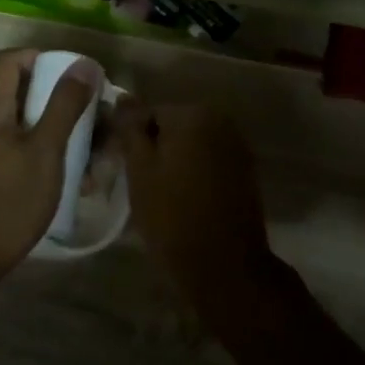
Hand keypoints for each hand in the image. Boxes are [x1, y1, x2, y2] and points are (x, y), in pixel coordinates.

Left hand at [0, 48, 101, 287]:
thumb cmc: (8, 202)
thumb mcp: (45, 151)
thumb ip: (64, 106)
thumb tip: (84, 64)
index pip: (9, 60)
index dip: (41, 57)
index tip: (74, 75)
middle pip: (18, 94)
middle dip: (59, 103)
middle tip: (92, 122)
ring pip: (20, 127)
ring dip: (54, 135)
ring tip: (88, 160)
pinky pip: (12, 152)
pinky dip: (39, 156)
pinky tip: (64, 182)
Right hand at [114, 101, 277, 316]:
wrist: (224, 266)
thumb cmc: (172, 215)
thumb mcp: (139, 169)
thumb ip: (130, 129)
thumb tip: (122, 98)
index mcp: (193, 114)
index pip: (147, 113)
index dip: (130, 138)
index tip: (120, 164)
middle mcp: (220, 120)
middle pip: (171, 126)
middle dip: (153, 147)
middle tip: (136, 180)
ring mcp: (236, 146)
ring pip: (190, 145)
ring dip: (173, 160)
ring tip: (156, 192)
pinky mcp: (244, 172)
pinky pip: (208, 161)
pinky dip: (193, 173)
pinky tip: (181, 198)